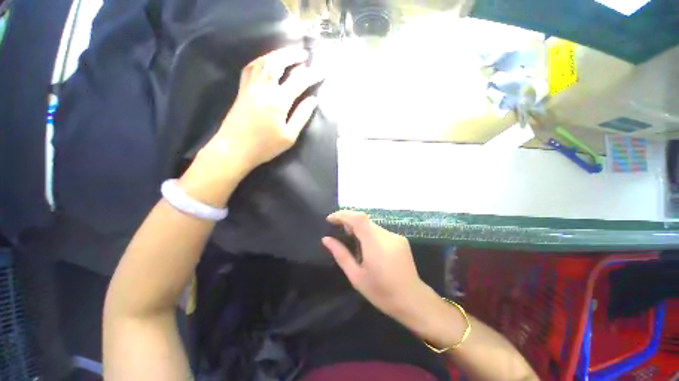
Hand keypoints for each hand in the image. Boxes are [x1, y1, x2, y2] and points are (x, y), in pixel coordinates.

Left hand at [202, 47, 324, 174]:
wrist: (234, 149)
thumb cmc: (265, 146)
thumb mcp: (289, 136)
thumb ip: (301, 116)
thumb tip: (313, 100)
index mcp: (278, 101)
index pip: (299, 82)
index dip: (312, 74)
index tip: (322, 70)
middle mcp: (264, 88)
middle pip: (278, 63)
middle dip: (292, 55)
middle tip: (304, 54)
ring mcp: (250, 87)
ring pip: (263, 62)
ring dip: (277, 54)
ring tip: (288, 54)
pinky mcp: (242, 90)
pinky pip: (251, 68)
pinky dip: (260, 60)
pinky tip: (266, 62)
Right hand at [322, 210, 429, 319]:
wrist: (412, 300)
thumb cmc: (381, 292)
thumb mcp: (356, 276)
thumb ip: (341, 255)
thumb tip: (326, 239)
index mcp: (375, 244)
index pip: (358, 219)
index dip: (343, 214)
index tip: (330, 219)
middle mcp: (387, 235)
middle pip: (364, 219)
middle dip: (349, 220)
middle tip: (338, 230)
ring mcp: (395, 236)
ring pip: (372, 225)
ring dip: (359, 227)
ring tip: (351, 237)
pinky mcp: (400, 239)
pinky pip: (380, 231)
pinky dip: (368, 232)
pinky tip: (367, 245)